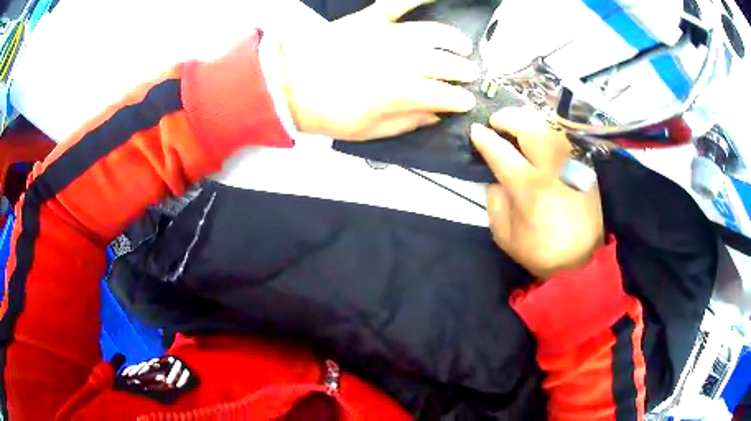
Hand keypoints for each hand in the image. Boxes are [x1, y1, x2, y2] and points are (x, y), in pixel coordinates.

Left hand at [280, 0, 477, 140]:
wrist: (289, 85)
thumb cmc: (328, 113)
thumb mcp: (369, 131)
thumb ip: (407, 122)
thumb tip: (435, 114)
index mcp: (402, 93)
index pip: (446, 95)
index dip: (461, 100)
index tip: (467, 103)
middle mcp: (403, 62)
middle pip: (446, 64)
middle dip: (463, 72)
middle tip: (469, 76)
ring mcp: (387, 36)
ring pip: (433, 35)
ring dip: (454, 41)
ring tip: (463, 47)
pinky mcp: (369, 19)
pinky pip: (398, 4)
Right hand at [470, 107, 604, 279]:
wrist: (584, 261)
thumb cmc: (543, 252)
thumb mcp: (507, 238)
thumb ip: (496, 204)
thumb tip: (497, 179)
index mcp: (530, 188)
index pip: (501, 152)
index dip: (485, 139)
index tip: (475, 131)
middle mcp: (552, 169)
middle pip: (529, 127)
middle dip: (508, 118)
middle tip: (497, 121)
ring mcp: (572, 164)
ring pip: (549, 128)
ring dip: (529, 121)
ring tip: (517, 125)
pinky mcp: (584, 167)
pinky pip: (563, 139)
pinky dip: (548, 132)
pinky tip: (540, 136)